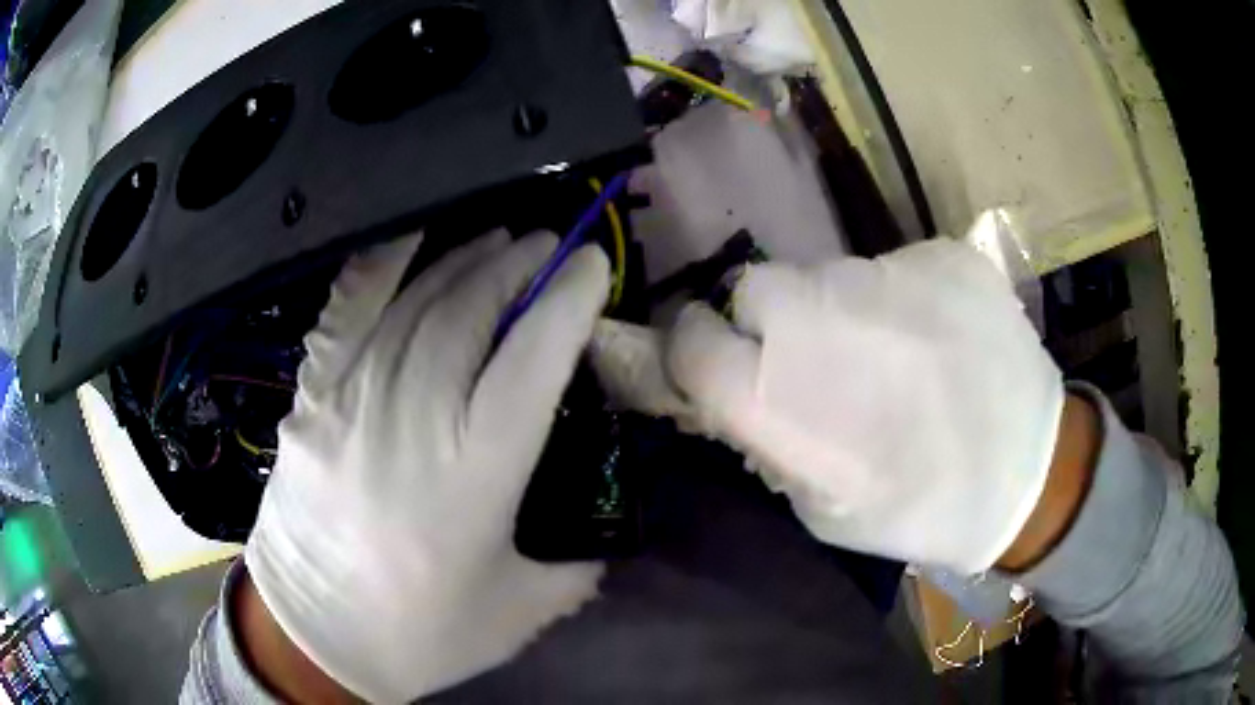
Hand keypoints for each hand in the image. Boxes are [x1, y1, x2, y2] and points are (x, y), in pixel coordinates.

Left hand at [243, 230, 609, 701]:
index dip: (569, 299)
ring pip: (417, 299)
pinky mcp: (313, 393)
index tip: (594, 263)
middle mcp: (414, 414)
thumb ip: (576, 567)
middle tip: (548, 245)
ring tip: (499, 240)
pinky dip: (380, 264)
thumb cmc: (419, 631)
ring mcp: (353, 394)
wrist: (313, 633)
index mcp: (476, 470)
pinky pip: (347, 309)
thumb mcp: (520, 612)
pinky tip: (409, 237)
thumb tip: (604, 534)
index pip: (534, 356)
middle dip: (521, 264)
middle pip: (473, 310)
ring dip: (466, 259)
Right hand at [664, 239, 1064, 573]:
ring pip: (827, 275)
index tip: (715, 361)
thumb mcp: (821, 507)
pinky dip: (899, 300)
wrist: (1030, 473)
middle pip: (753, 287)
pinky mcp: (941, 257)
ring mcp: (888, 276)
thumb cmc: (919, 509)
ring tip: (889, 355)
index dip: (696, 350)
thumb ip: (768, 440)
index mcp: (780, 393)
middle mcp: (821, 318)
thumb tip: (738, 391)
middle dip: (764, 321)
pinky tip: (935, 340)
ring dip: (837, 310)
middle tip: (810, 359)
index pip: (692, 340)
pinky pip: (892, 268)